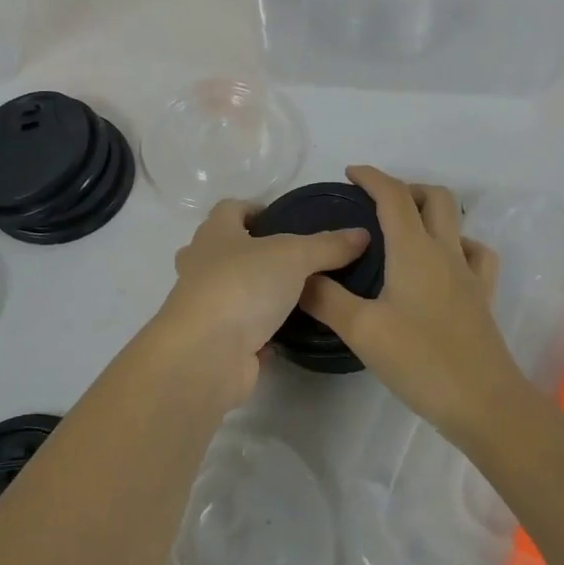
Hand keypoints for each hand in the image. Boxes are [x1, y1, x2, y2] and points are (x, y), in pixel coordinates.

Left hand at [151, 199, 368, 407]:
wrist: (206, 355)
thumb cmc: (243, 287)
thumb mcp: (294, 256)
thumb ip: (327, 245)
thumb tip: (361, 234)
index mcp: (214, 234)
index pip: (230, 209)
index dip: (255, 208)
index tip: (285, 219)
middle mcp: (202, 265)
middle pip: (225, 249)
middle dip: (254, 251)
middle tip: (293, 259)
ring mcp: (204, 305)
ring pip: (231, 290)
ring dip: (257, 292)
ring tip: (298, 294)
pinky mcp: (214, 340)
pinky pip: (239, 328)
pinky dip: (259, 329)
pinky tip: (288, 332)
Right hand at [302, 166, 522, 442]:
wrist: (485, 404)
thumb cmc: (421, 361)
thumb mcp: (362, 330)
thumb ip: (326, 298)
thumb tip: (299, 277)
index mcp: (414, 250)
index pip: (394, 196)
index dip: (372, 177)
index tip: (349, 174)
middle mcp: (445, 252)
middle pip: (434, 197)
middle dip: (404, 188)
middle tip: (374, 204)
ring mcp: (470, 274)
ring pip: (457, 222)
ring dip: (431, 212)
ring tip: (404, 230)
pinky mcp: (482, 298)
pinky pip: (475, 254)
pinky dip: (457, 244)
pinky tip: (442, 263)